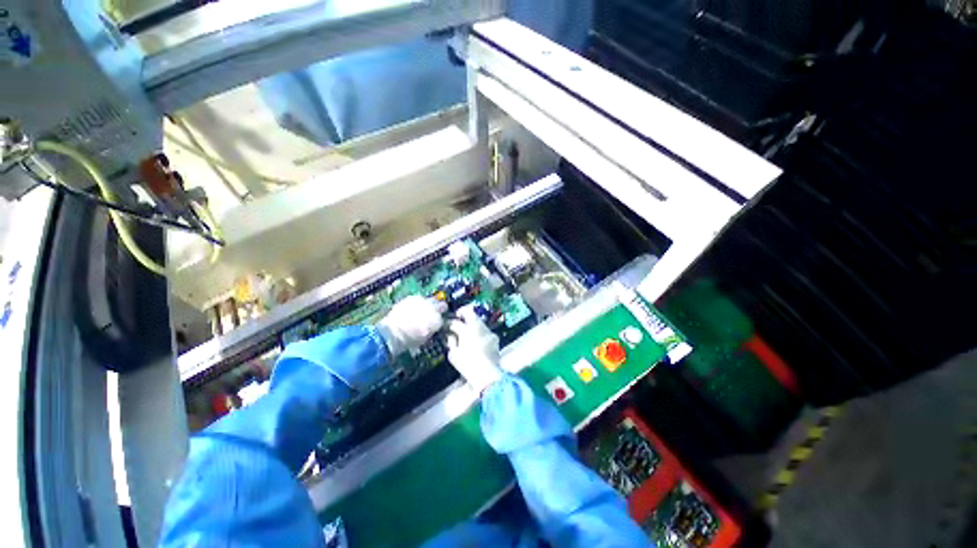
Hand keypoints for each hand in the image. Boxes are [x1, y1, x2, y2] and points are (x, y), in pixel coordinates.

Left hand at [378, 296, 447, 355]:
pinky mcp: (412, 298)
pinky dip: (417, 302)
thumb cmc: (409, 340)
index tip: (435, 324)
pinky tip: (412, 308)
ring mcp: (422, 301)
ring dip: (429, 305)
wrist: (392, 332)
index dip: (439, 322)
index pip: (442, 319)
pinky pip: (418, 298)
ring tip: (422, 310)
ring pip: (431, 299)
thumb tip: (431, 327)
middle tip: (435, 313)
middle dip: (439, 309)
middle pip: (442, 305)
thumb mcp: (425, 339)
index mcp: (437, 320)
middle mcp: (433, 308)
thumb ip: (431, 330)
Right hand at [447, 307, 503, 395]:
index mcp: (467, 329)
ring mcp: (489, 331)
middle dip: (464, 316)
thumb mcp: (453, 355)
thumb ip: (451, 341)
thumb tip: (451, 335)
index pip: (456, 321)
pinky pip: (485, 332)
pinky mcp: (495, 338)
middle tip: (458, 322)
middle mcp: (480, 326)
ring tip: (467, 333)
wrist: (487, 375)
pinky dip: (480, 333)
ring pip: (479, 323)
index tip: (447, 325)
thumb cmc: (467, 365)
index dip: (450, 322)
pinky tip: (477, 341)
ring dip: (473, 325)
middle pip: (471, 315)